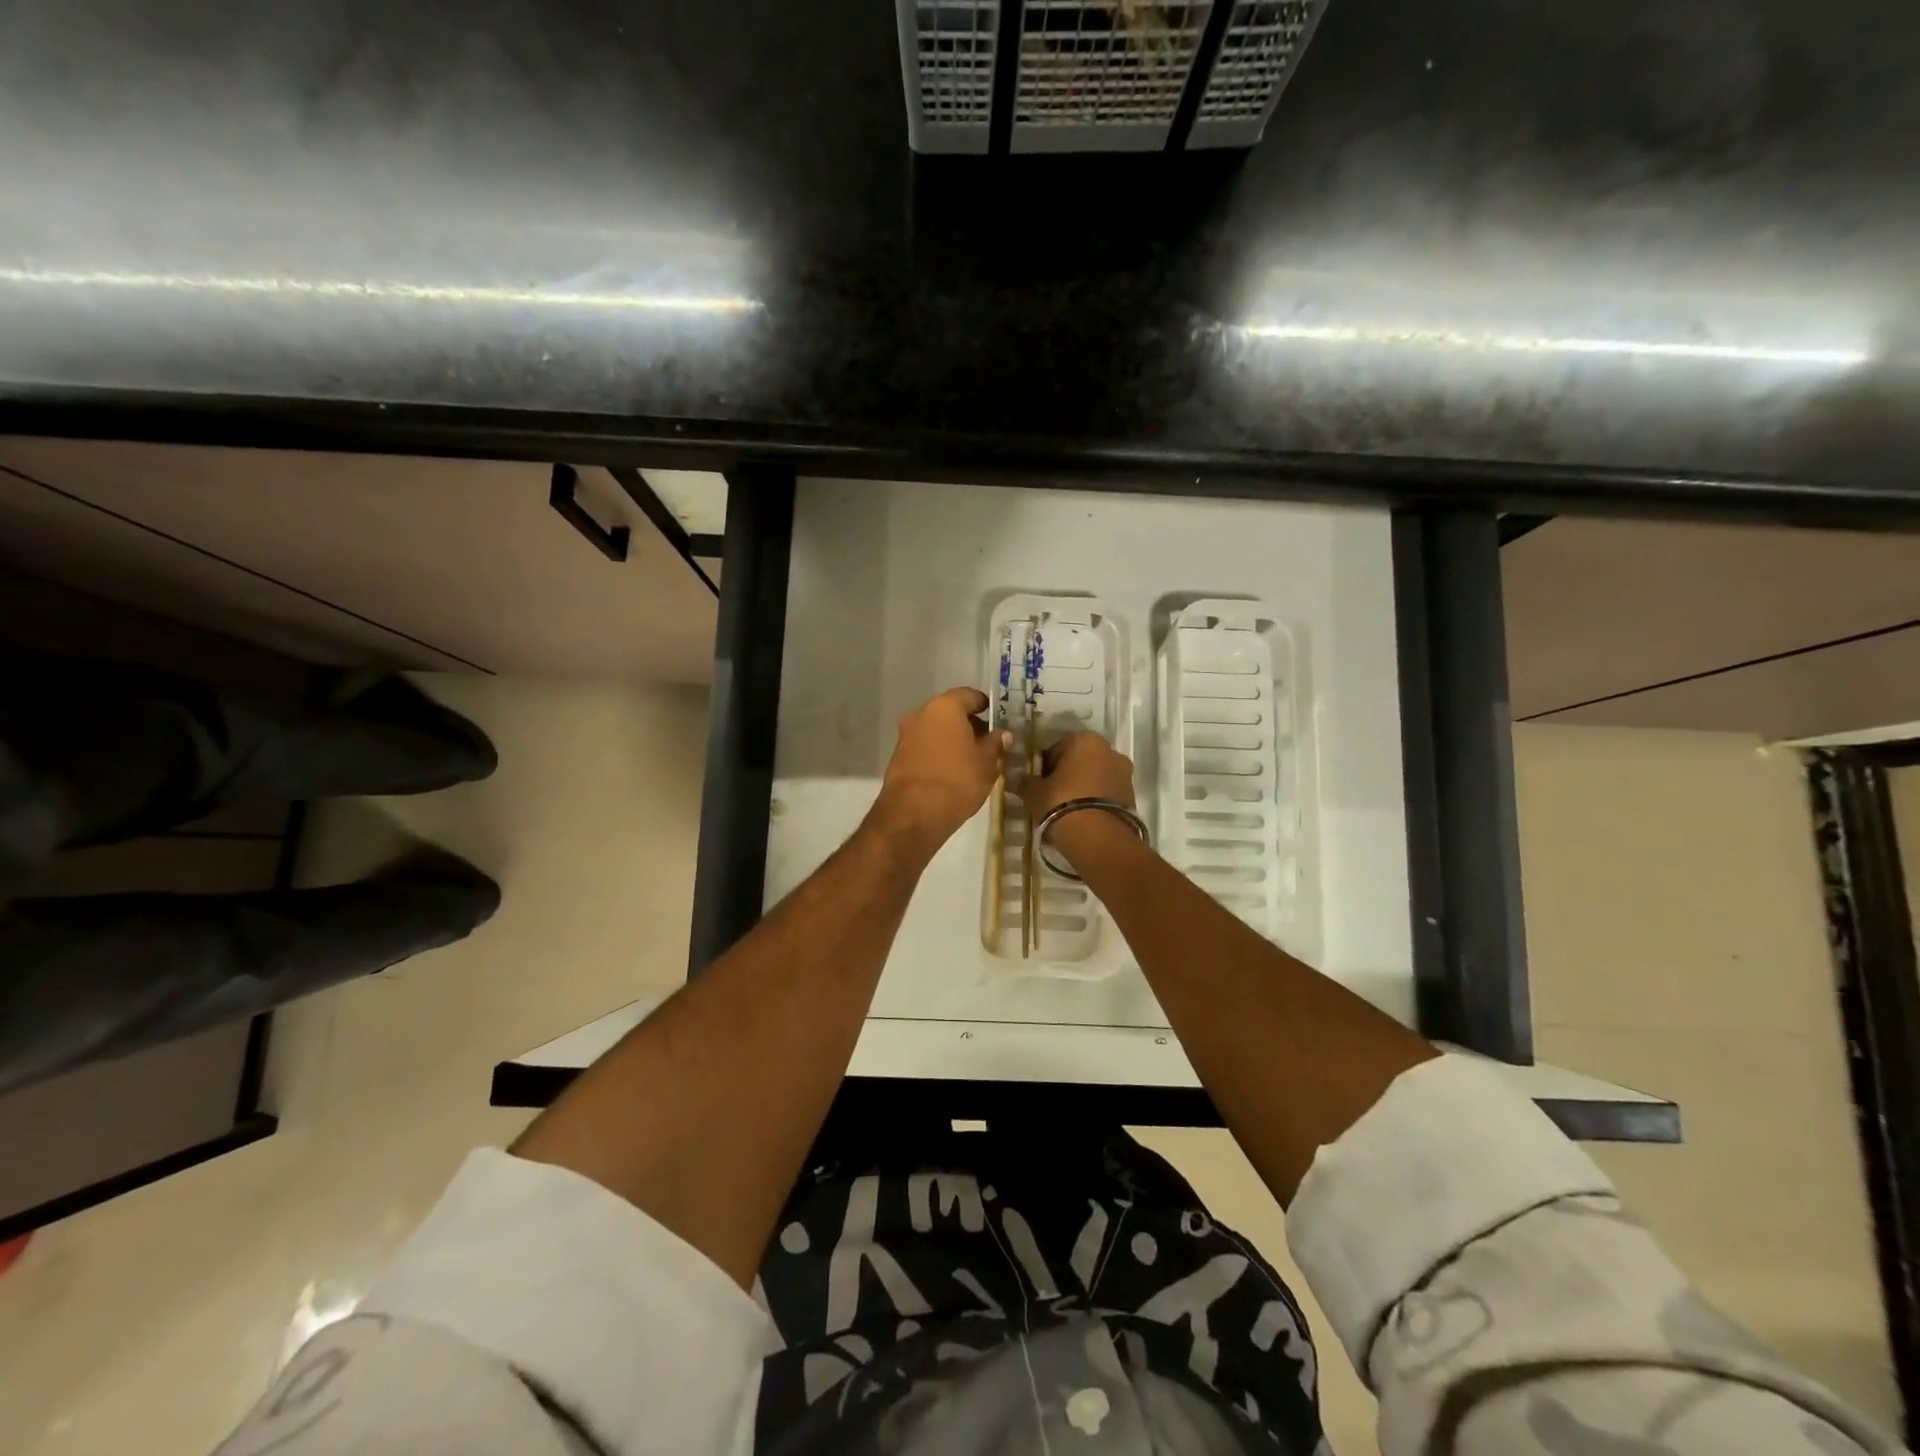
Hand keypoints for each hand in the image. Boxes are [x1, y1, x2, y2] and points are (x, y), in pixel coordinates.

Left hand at [868, 688, 1009, 855]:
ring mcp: (906, 735)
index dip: (985, 705)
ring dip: (952, 739)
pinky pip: (924, 747)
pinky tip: (952, 771)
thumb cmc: (957, 780)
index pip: (969, 695)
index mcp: (944, 707)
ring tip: (971, 759)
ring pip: (935, 730)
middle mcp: (921, 714)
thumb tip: (1003, 734)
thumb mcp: (987, 763)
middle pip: (950, 712)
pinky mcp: (898, 757)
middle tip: (987, 742)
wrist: (914, 814)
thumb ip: (995, 744)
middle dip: (968, 724)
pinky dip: (938, 752)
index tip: (997, 719)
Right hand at [1020, 732, 1139, 866]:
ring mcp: (1124, 773)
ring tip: (1067, 809)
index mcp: (1085, 740)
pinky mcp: (1131, 795)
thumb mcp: (1034, 792)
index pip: (1057, 746)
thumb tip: (1017, 779)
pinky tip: (1082, 817)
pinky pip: (1107, 792)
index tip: (1037, 781)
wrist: (1098, 838)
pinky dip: (1095, 800)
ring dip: (1083, 787)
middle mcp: (1109, 750)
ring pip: (1095, 776)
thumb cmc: (1061, 803)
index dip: (1044, 764)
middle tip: (1051, 794)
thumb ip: (1025, 782)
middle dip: (1067, 773)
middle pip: (1080, 759)